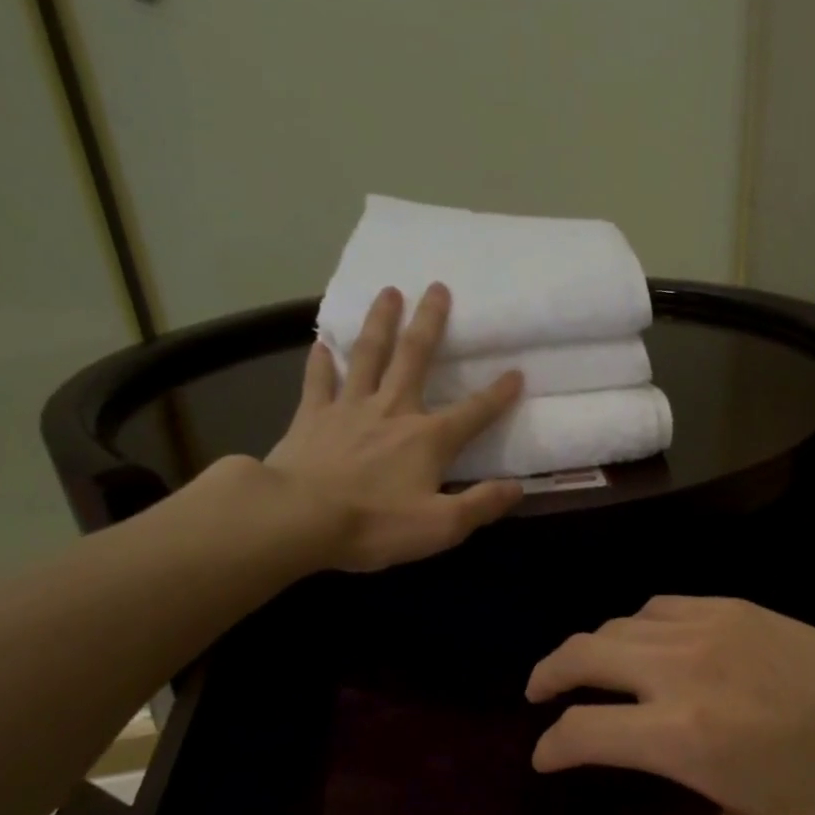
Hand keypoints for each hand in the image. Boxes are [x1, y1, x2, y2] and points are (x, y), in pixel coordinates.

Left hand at [263, 284, 523, 572]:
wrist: (298, 518)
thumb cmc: (374, 524)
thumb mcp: (441, 526)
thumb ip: (481, 504)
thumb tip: (517, 487)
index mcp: (428, 438)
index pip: (473, 412)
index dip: (498, 394)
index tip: (516, 372)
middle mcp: (392, 410)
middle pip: (415, 357)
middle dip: (430, 322)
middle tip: (437, 287)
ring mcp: (349, 408)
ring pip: (368, 355)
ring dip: (380, 322)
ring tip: (389, 292)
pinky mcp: (311, 416)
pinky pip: (318, 380)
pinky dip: (321, 361)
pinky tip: (322, 344)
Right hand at [527, 596, 814, 814]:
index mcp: (681, 735)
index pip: (581, 729)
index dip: (551, 746)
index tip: (546, 759)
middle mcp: (680, 668)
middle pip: (583, 654)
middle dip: (548, 675)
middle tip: (539, 696)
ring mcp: (707, 628)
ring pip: (616, 624)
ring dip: (590, 649)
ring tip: (586, 673)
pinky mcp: (732, 608)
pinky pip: (658, 606)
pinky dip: (634, 625)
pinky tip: (645, 646)